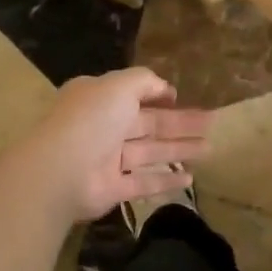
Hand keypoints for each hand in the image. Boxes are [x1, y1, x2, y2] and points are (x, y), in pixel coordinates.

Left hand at [12, 68, 214, 222]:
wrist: (60, 170)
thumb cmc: (91, 119)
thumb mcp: (119, 85)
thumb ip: (144, 81)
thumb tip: (166, 88)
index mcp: (100, 98)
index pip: (133, 94)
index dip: (159, 95)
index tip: (182, 98)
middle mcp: (104, 127)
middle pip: (149, 124)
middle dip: (180, 124)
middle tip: (212, 123)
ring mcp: (107, 160)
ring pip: (150, 152)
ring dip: (179, 150)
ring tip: (210, 149)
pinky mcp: (112, 189)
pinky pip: (143, 182)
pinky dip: (165, 181)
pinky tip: (190, 179)